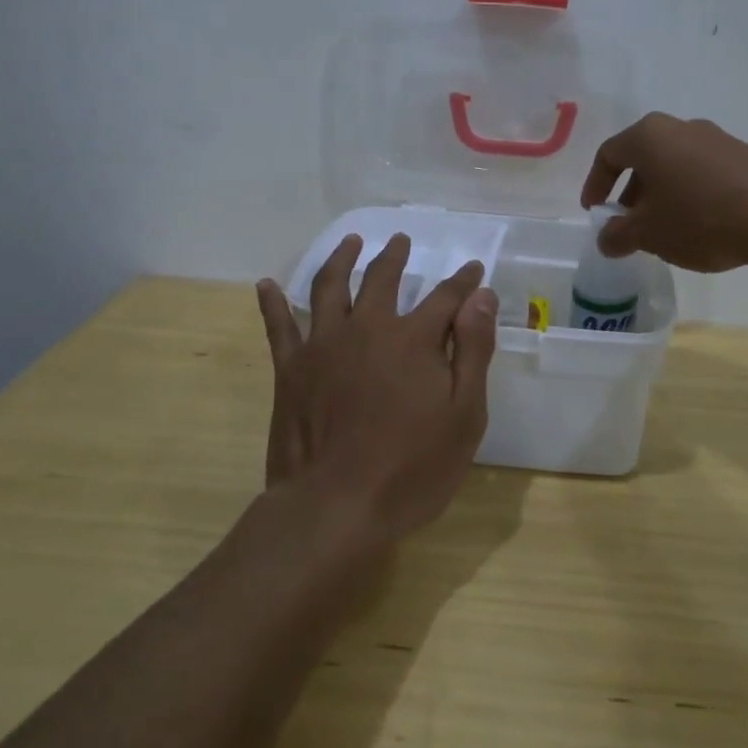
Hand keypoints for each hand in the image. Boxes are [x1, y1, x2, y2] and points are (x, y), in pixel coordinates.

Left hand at [254, 234, 498, 545]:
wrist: (335, 507)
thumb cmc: (412, 468)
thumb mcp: (464, 415)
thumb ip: (473, 350)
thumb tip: (481, 296)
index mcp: (413, 339)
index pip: (446, 297)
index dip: (463, 282)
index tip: (473, 269)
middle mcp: (367, 328)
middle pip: (382, 278)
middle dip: (395, 256)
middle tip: (401, 240)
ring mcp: (323, 345)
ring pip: (330, 286)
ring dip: (341, 259)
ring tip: (350, 242)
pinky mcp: (290, 368)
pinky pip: (278, 325)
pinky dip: (271, 302)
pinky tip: (265, 285)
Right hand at [580, 112, 747, 272]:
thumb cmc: (698, 219)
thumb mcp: (648, 234)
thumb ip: (618, 235)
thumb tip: (606, 239)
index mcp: (649, 136)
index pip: (608, 154)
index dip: (595, 184)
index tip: (595, 212)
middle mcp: (680, 127)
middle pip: (643, 157)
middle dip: (630, 192)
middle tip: (628, 224)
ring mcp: (716, 138)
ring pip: (674, 164)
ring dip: (661, 194)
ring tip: (664, 229)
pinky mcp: (743, 155)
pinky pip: (702, 170)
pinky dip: (689, 192)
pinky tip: (699, 224)